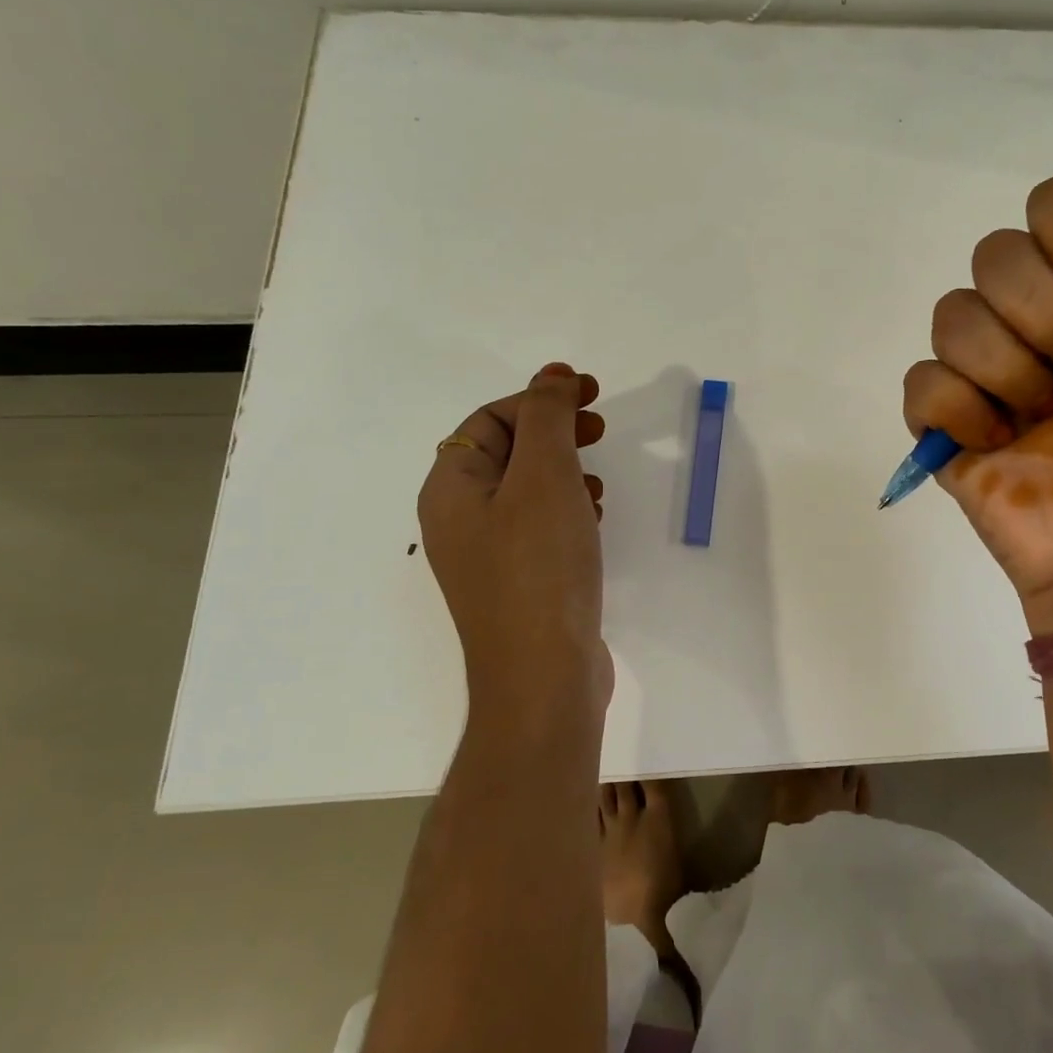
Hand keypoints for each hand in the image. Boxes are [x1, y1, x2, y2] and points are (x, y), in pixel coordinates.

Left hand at [418, 363, 611, 720]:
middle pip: (506, 452)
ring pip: (526, 491)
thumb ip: (548, 419)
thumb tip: (552, 376)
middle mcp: (459, 519)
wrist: (544, 677)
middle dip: (555, 432)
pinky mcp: (518, 583)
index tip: (592, 394)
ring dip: (565, 471)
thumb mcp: (544, 478)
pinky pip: (539, 527)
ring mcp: (488, 557)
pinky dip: (568, 509)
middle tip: (600, 427)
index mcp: (451, 488)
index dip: (539, 398)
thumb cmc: (540, 567)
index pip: (490, 420)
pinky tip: (595, 519)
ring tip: (600, 480)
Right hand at [902, 104, 1052, 632]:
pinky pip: (921, 381)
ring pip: (952, 316)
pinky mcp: (941, 419)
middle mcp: (1033, 313)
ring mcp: (982, 367)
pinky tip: (998, 443)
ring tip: (1042, 422)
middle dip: (1048, 321)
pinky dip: (962, 412)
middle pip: (994, 255)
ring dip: (1011, 373)